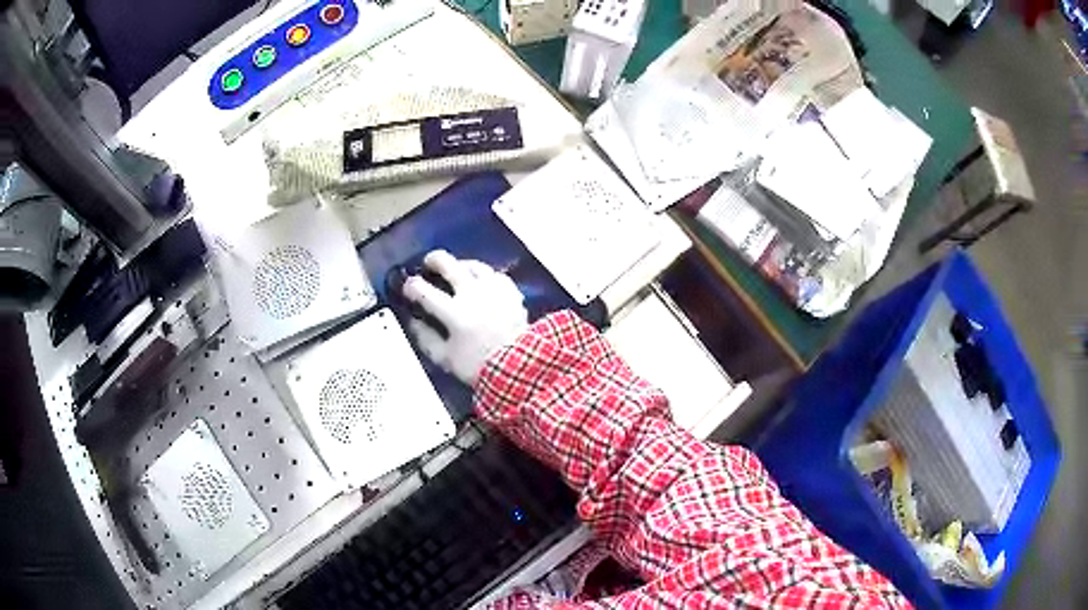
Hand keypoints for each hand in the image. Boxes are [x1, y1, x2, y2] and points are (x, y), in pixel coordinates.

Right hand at [402, 251, 528, 385]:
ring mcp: (494, 290)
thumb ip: (426, 339)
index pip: (425, 292)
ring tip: (456, 268)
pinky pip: (495, 275)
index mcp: (454, 312)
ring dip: (460, 264)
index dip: (412, 286)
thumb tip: (414, 323)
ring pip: (474, 265)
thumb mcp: (446, 358)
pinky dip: (485, 276)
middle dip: (434, 260)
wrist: (519, 366)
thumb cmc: (479, 365)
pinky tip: (482, 281)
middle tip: (429, 263)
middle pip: (449, 265)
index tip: (408, 286)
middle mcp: (473, 294)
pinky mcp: (511, 291)